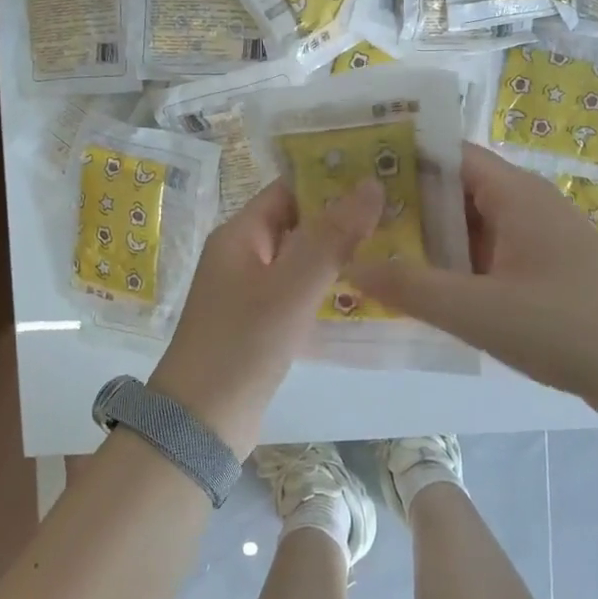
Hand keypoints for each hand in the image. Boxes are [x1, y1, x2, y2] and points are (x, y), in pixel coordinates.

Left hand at [151, 177, 382, 455]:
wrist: (201, 422)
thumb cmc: (244, 343)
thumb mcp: (292, 286)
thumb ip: (333, 236)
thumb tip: (371, 184)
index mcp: (239, 235)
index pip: (288, 190)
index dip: (329, 181)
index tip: (378, 177)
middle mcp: (241, 256)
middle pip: (296, 223)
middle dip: (341, 217)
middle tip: (396, 214)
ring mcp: (249, 291)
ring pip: (299, 259)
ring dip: (337, 254)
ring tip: (391, 247)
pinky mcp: (259, 323)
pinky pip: (297, 292)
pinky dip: (325, 287)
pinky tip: (362, 293)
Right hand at [348, 144, 597, 409]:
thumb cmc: (570, 327)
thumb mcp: (479, 311)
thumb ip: (411, 289)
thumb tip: (349, 267)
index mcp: (514, 193)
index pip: (446, 154)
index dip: (399, 158)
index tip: (351, 174)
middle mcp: (527, 205)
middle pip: (455, 191)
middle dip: (405, 206)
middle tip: (349, 223)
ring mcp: (540, 241)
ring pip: (472, 229)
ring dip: (429, 243)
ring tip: (372, 255)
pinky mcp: (548, 274)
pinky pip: (490, 259)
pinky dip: (456, 269)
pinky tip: (424, 293)